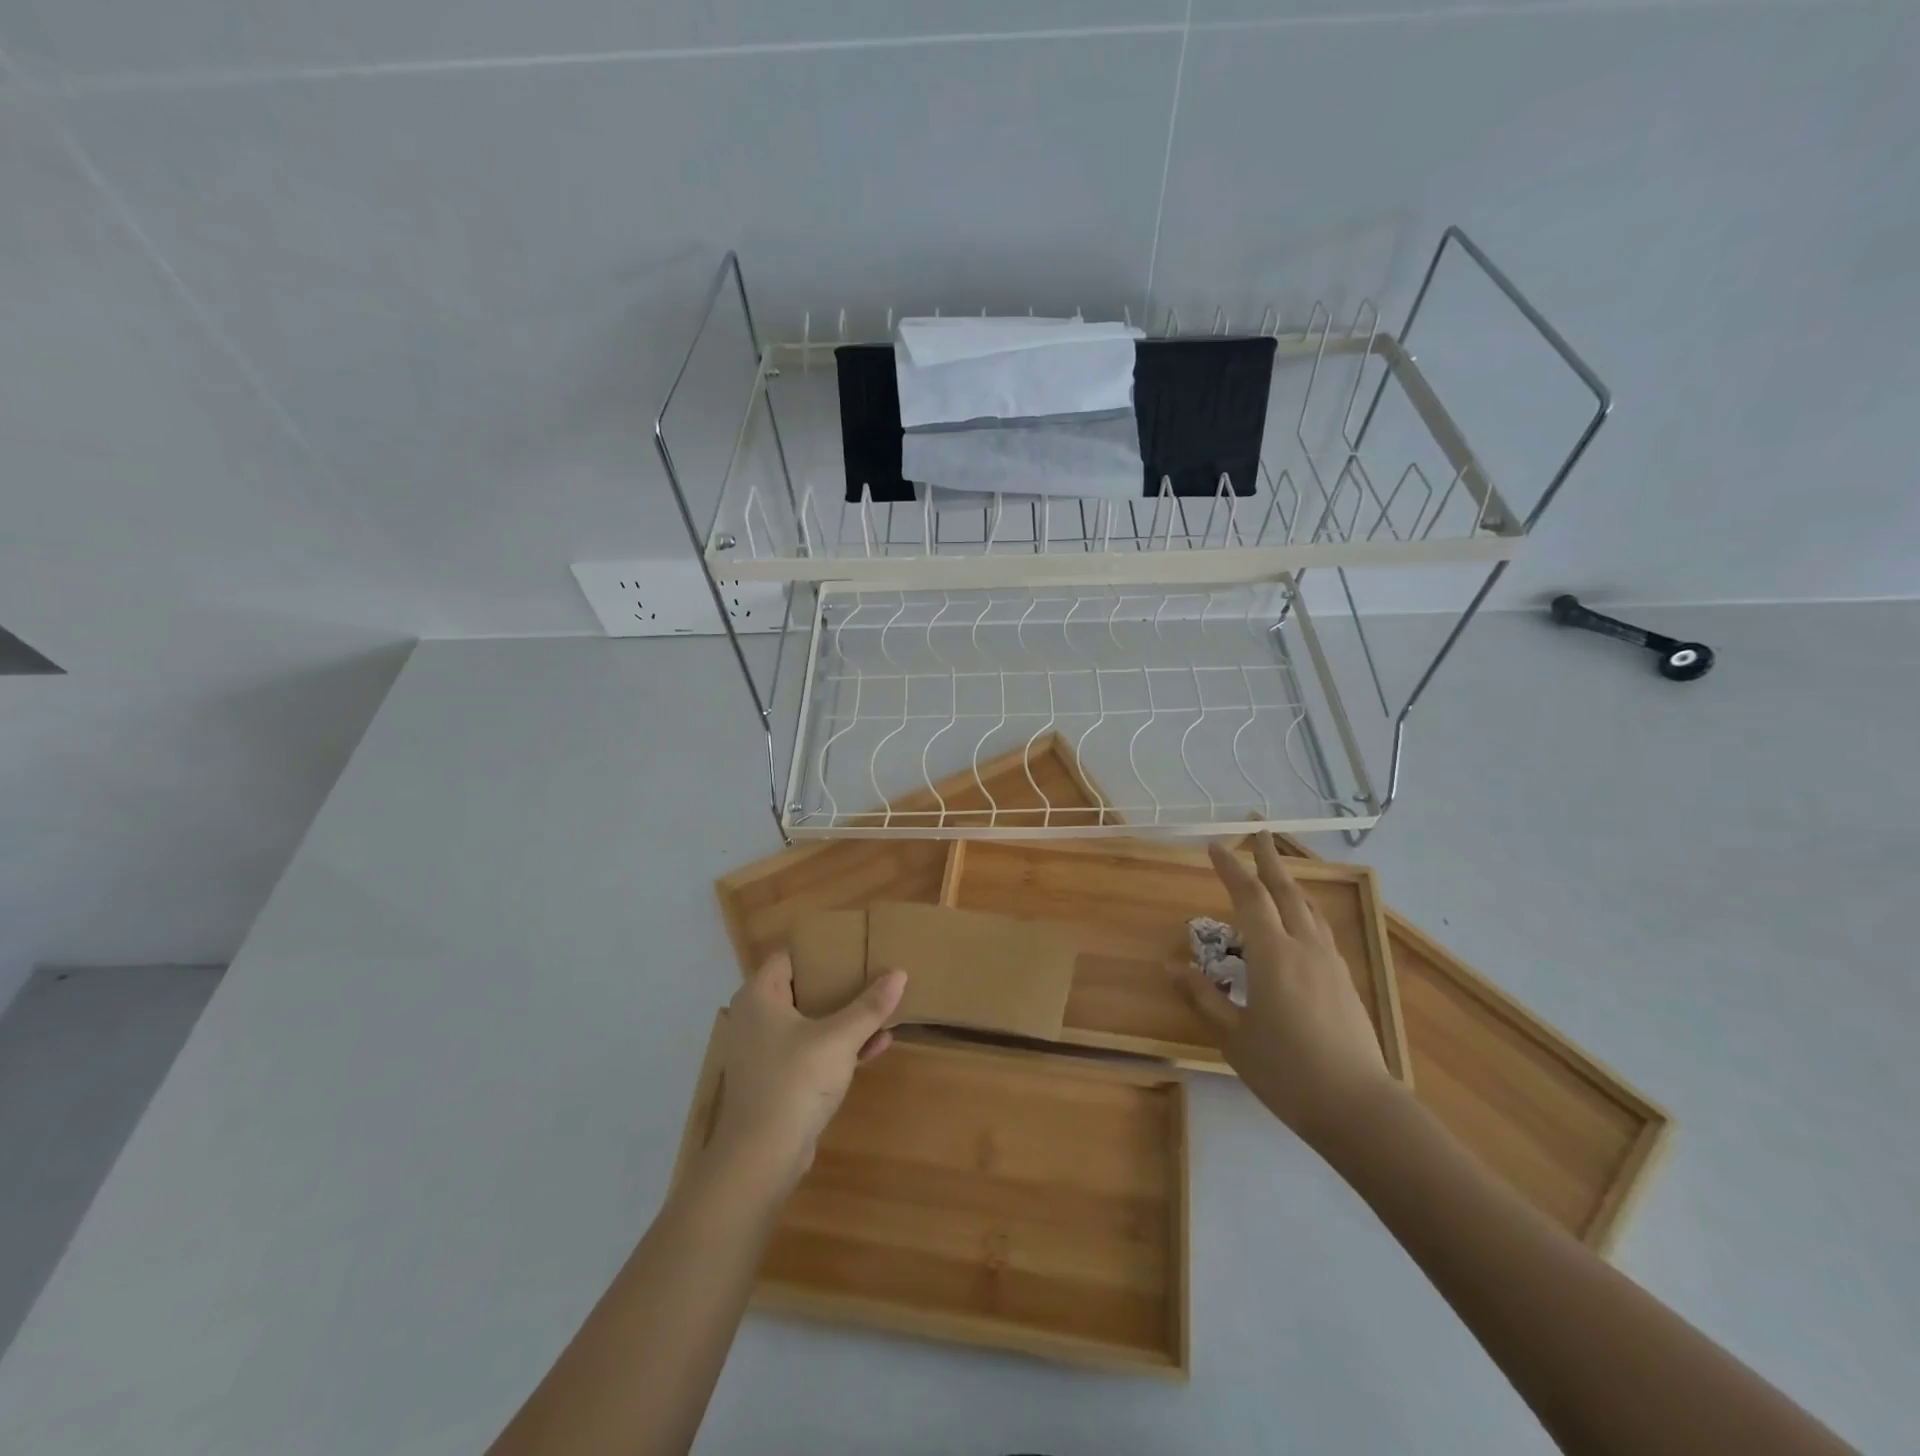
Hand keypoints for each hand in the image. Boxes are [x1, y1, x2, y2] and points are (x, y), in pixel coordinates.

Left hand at [705, 953, 906, 1198]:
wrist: (761, 1158)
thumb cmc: (794, 1081)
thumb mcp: (839, 1039)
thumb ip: (870, 1006)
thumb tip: (899, 973)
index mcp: (761, 996)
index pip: (789, 957)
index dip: (821, 949)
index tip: (854, 946)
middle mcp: (757, 1018)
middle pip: (803, 988)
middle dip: (839, 984)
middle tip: (872, 972)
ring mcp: (765, 1052)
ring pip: (810, 1022)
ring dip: (844, 1017)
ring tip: (882, 1006)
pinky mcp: (777, 1080)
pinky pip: (811, 1051)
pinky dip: (839, 1046)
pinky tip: (877, 1044)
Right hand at [1173, 834, 1397, 1149]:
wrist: (1358, 1106)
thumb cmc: (1286, 1070)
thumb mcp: (1234, 1036)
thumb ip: (1203, 997)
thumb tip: (1170, 966)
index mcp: (1273, 955)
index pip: (1249, 897)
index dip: (1231, 868)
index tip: (1215, 846)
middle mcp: (1304, 947)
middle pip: (1286, 891)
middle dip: (1269, 859)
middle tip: (1259, 832)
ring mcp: (1329, 963)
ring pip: (1308, 909)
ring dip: (1290, 883)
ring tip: (1278, 871)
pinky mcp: (1344, 981)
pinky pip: (1321, 930)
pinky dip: (1305, 912)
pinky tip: (1302, 923)